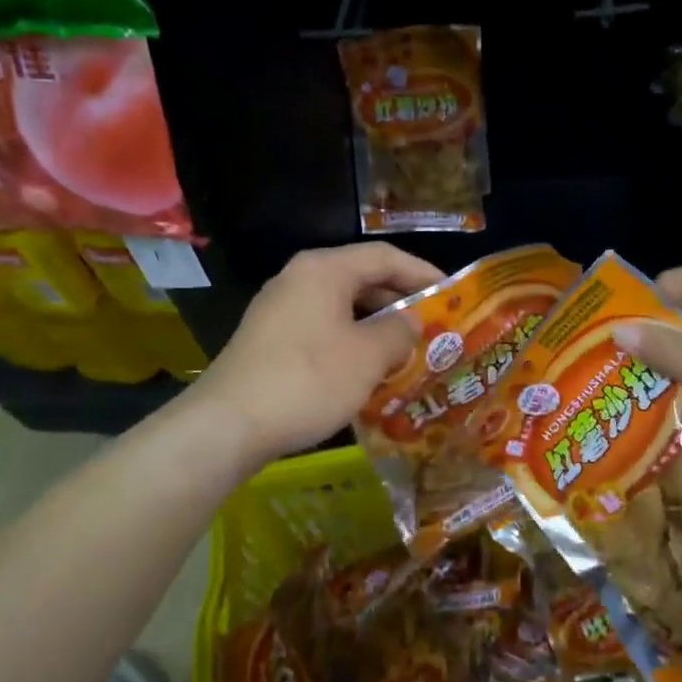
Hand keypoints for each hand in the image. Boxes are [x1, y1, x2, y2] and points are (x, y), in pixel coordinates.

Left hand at [190, 243, 444, 465]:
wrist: (228, 424)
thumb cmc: (309, 380)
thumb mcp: (368, 356)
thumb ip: (398, 331)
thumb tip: (409, 322)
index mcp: (325, 269)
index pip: (385, 257)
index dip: (422, 272)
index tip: (452, 294)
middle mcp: (299, 279)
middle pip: (362, 279)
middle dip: (400, 302)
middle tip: (433, 326)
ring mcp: (279, 309)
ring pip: (341, 307)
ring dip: (376, 326)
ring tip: (407, 351)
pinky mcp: (268, 339)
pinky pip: (322, 329)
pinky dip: (350, 342)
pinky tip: (367, 371)